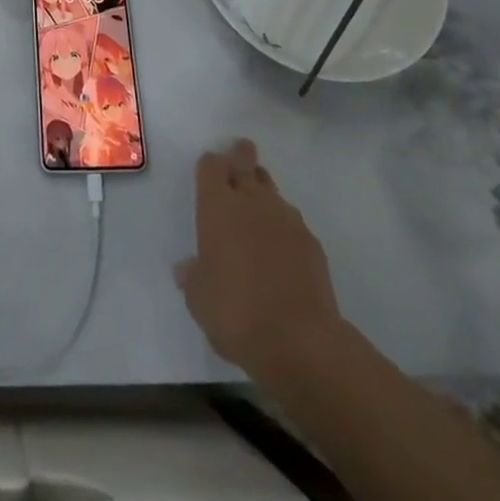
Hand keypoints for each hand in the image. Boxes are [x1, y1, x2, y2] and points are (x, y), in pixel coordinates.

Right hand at [174, 140, 343, 380]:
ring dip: (262, 194)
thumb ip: (192, 276)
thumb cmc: (236, 314)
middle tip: (239, 158)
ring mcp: (286, 219)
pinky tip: (281, 252)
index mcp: (217, 206)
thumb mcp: (199, 300)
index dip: (210, 165)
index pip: (211, 164)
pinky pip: (292, 222)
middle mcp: (251, 201)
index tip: (210, 170)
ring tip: (257, 212)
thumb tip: (187, 268)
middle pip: (245, 162)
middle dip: (241, 157)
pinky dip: (284, 229)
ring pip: (271, 190)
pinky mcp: (312, 242)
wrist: (300, 343)